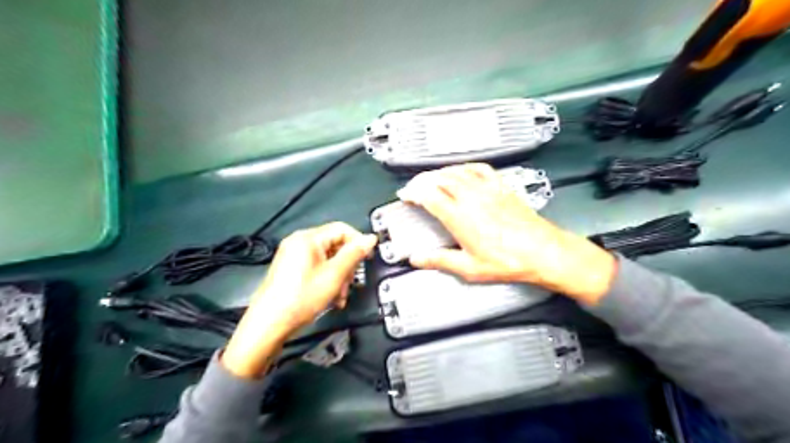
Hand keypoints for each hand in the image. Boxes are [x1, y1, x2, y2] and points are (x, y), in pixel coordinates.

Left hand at [222, 222, 374, 376]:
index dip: (358, 242)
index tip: (366, 259)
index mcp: (308, 238)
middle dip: (347, 265)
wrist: (269, 324)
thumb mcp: (334, 275)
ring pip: (327, 259)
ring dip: (339, 276)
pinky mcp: (291, 269)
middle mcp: (299, 242)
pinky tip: (330, 297)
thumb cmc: (300, 298)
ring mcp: (293, 256)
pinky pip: (317, 267)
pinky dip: (327, 279)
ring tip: (339, 296)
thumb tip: (370, 238)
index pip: (342, 229)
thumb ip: (354, 254)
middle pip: (335, 245)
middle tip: (350, 283)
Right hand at [403, 164, 615, 306]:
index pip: (428, 196)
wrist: (542, 251)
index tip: (406, 195)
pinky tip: (463, 169)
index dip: (413, 192)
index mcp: (460, 217)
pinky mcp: (501, 187)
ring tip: (432, 177)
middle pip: (439, 179)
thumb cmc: (509, 260)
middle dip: (422, 180)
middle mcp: (472, 198)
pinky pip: (480, 168)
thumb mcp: (469, 267)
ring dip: (440, 172)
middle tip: (415, 186)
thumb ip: (440, 260)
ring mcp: (487, 190)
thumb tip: (418, 259)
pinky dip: (465, 166)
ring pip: (457, 171)